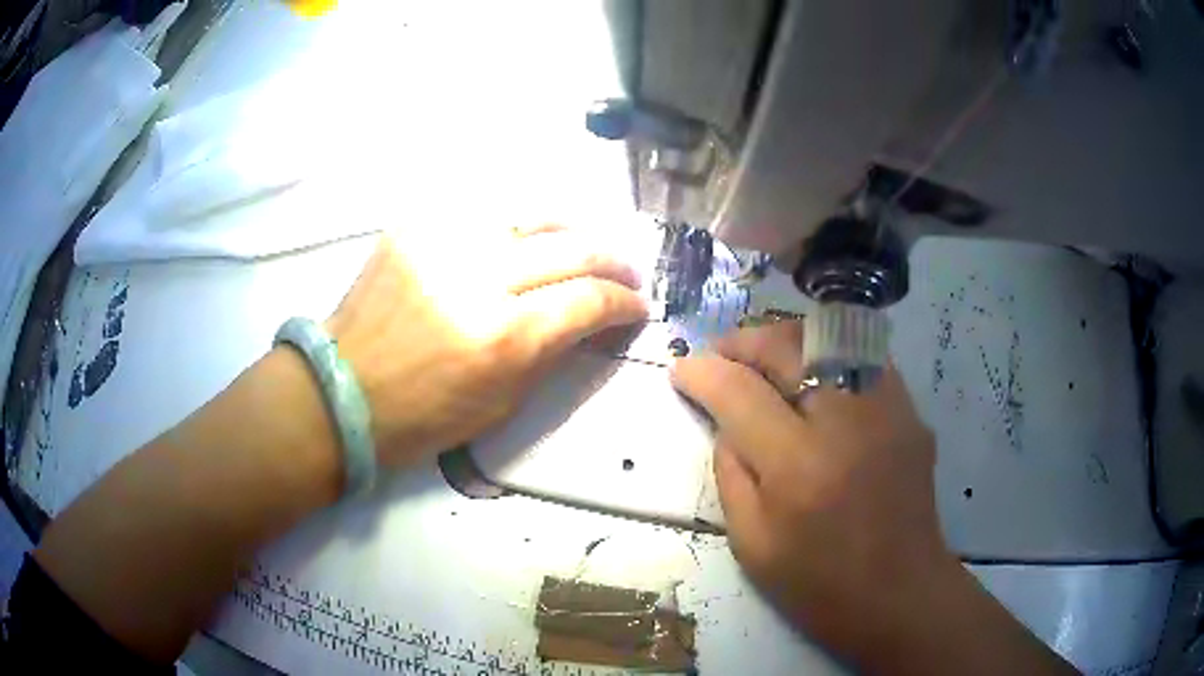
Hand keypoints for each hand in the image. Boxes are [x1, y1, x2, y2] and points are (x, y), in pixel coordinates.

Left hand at [327, 225, 646, 468]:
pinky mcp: (417, 226)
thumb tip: (592, 320)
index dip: (625, 302)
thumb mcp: (502, 403)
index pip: (589, 300)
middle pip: (572, 248)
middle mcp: (479, 277)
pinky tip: (529, 237)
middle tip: (627, 273)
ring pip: (533, 214)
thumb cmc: (422, 416)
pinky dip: (518, 223)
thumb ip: (553, 354)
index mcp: (504, 338)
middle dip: (613, 261)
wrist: (342, 390)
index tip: (638, 306)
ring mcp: (444, 242)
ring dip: (573, 229)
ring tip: (586, 247)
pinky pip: (484, 211)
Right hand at [670, 321, 954, 659]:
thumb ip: (731, 472)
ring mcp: (888, 410)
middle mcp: (848, 422)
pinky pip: (861, 358)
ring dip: (785, 341)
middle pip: (788, 346)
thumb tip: (725, 420)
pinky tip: (815, 380)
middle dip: (742, 342)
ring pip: (829, 337)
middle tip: (719, 356)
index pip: (740, 393)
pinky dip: (828, 355)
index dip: (703, 372)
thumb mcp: (752, 543)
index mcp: (800, 467)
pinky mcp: (910, 412)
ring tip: (762, 360)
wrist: (901, 595)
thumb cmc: (820, 585)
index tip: (682, 369)